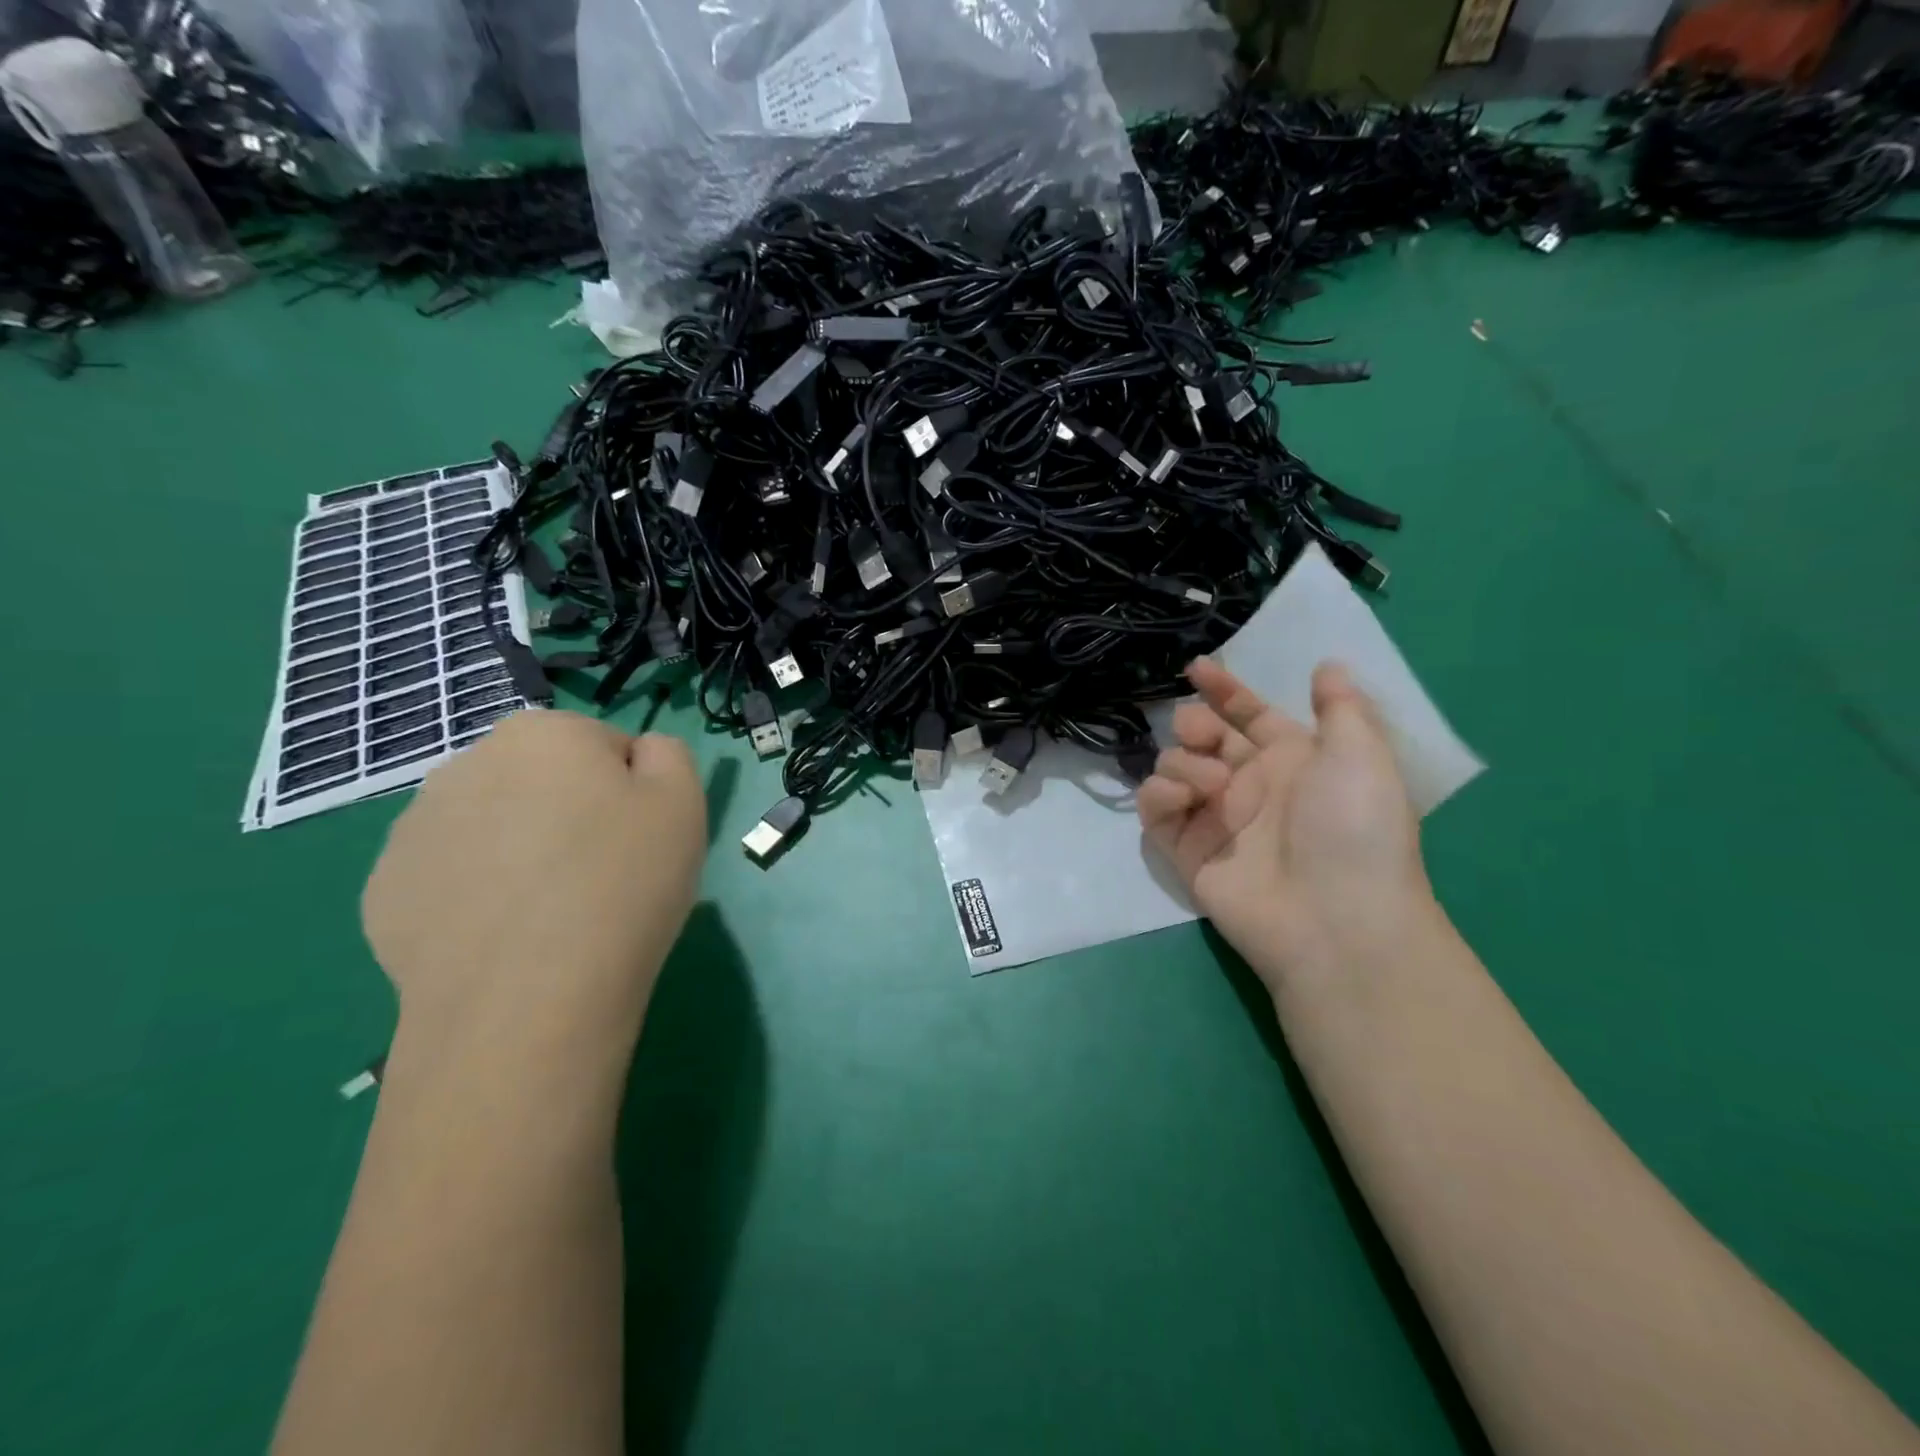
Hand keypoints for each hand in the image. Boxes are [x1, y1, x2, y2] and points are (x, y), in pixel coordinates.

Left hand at [362, 710, 705, 1050]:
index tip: (640, 839)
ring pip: (495, 826)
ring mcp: (414, 829)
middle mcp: (467, 763)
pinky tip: (507, 937)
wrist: (528, 999)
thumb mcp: (683, 802)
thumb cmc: (622, 883)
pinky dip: (480, 895)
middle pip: (543, 781)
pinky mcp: (386, 892)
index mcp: (542, 733)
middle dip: (571, 813)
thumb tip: (638, 755)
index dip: (632, 793)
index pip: (605, 747)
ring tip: (553, 912)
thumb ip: (668, 754)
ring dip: (522, 850)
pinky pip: (454, 877)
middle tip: (601, 874)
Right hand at [1139, 659, 1434, 997]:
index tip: (1197, 669)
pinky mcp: (1186, 851)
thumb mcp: (1363, 755)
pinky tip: (1183, 796)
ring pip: (1174, 767)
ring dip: (1184, 761)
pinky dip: (1160, 794)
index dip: (1225, 691)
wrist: (1335, 919)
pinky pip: (1156, 810)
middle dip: (1193, 723)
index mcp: (1292, 760)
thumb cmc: (1355, 828)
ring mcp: (1215, 819)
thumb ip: (1340, 706)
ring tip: (1211, 783)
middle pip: (1203, 738)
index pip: (1249, 716)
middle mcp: (1250, 785)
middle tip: (1198, 731)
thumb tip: (1329, 665)